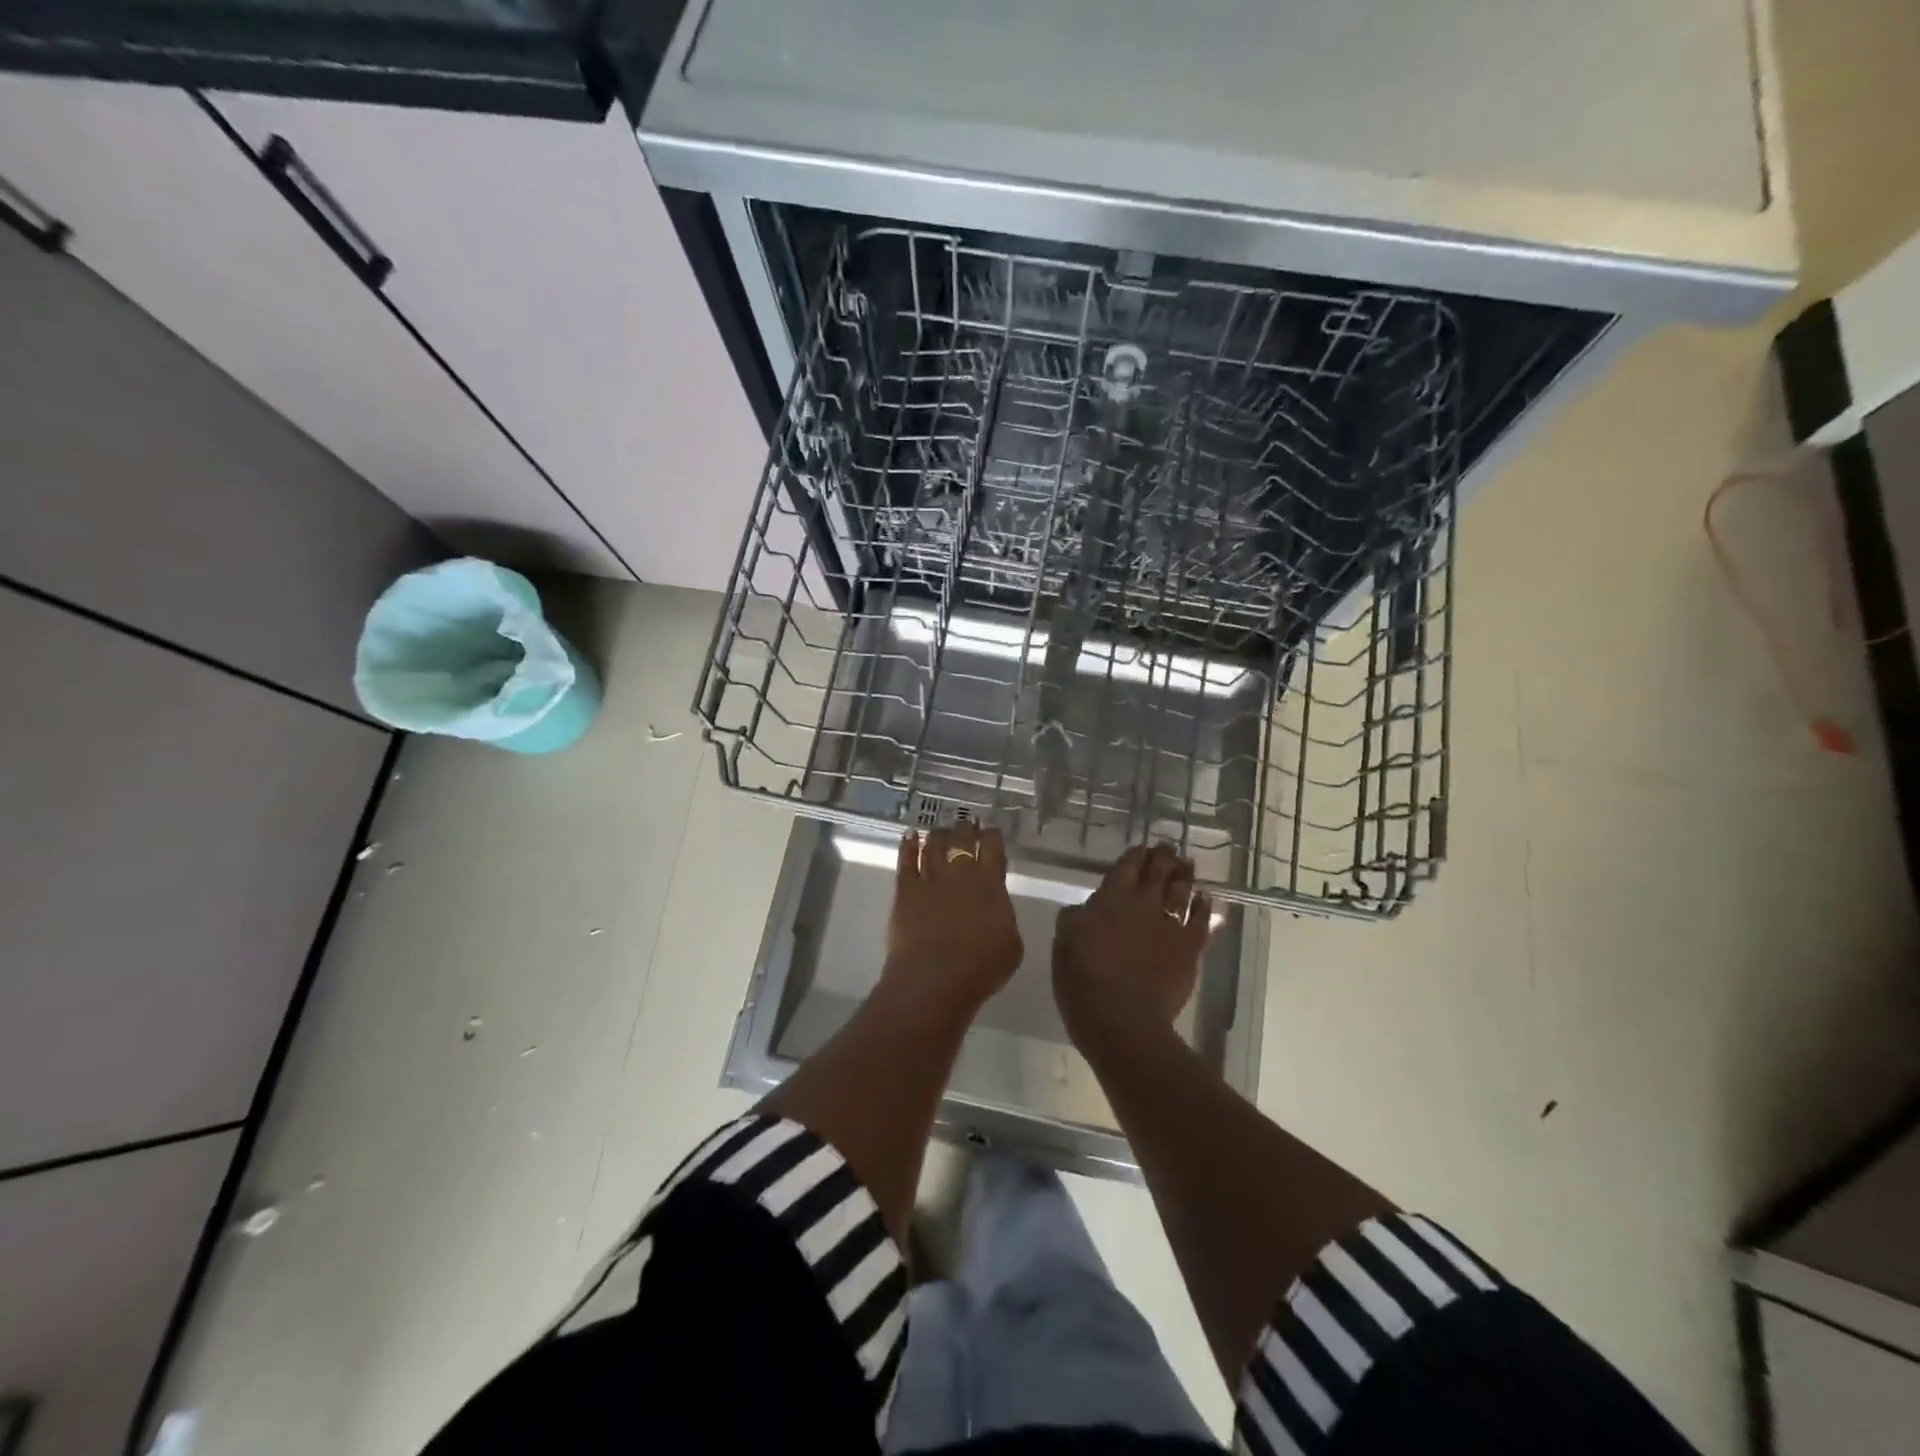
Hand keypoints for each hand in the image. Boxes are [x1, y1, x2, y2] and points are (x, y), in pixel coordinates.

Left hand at [885, 822, 1022, 1013]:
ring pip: (933, 844)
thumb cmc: (981, 967)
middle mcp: (960, 872)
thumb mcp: (1011, 944)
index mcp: (990, 883)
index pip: (993, 846)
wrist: (935, 978)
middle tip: (966, 826)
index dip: (992, 835)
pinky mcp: (905, 890)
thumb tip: (997, 908)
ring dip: (938, 834)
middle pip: (962, 838)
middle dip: (965, 829)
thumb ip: (1004, 917)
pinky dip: (908, 844)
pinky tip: (910, 835)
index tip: (991, 833)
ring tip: (940, 831)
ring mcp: (929, 878)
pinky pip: (906, 860)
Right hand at [1054, 843, 1212, 1048]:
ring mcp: (1170, 924)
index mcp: (1110, 898)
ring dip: (1184, 875)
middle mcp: (1143, 903)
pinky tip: (1204, 899)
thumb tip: (1084, 909)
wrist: (1122, 1019)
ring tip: (1187, 865)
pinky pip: (1200, 920)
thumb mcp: (1063, 944)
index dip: (1135, 855)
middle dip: (1163, 857)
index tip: (1141, 849)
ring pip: (1181, 890)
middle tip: (1167, 848)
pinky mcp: (1190, 948)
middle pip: (1158, 871)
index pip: (1126, 866)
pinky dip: (1203, 906)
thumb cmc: (1083, 981)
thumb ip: (1074, 919)